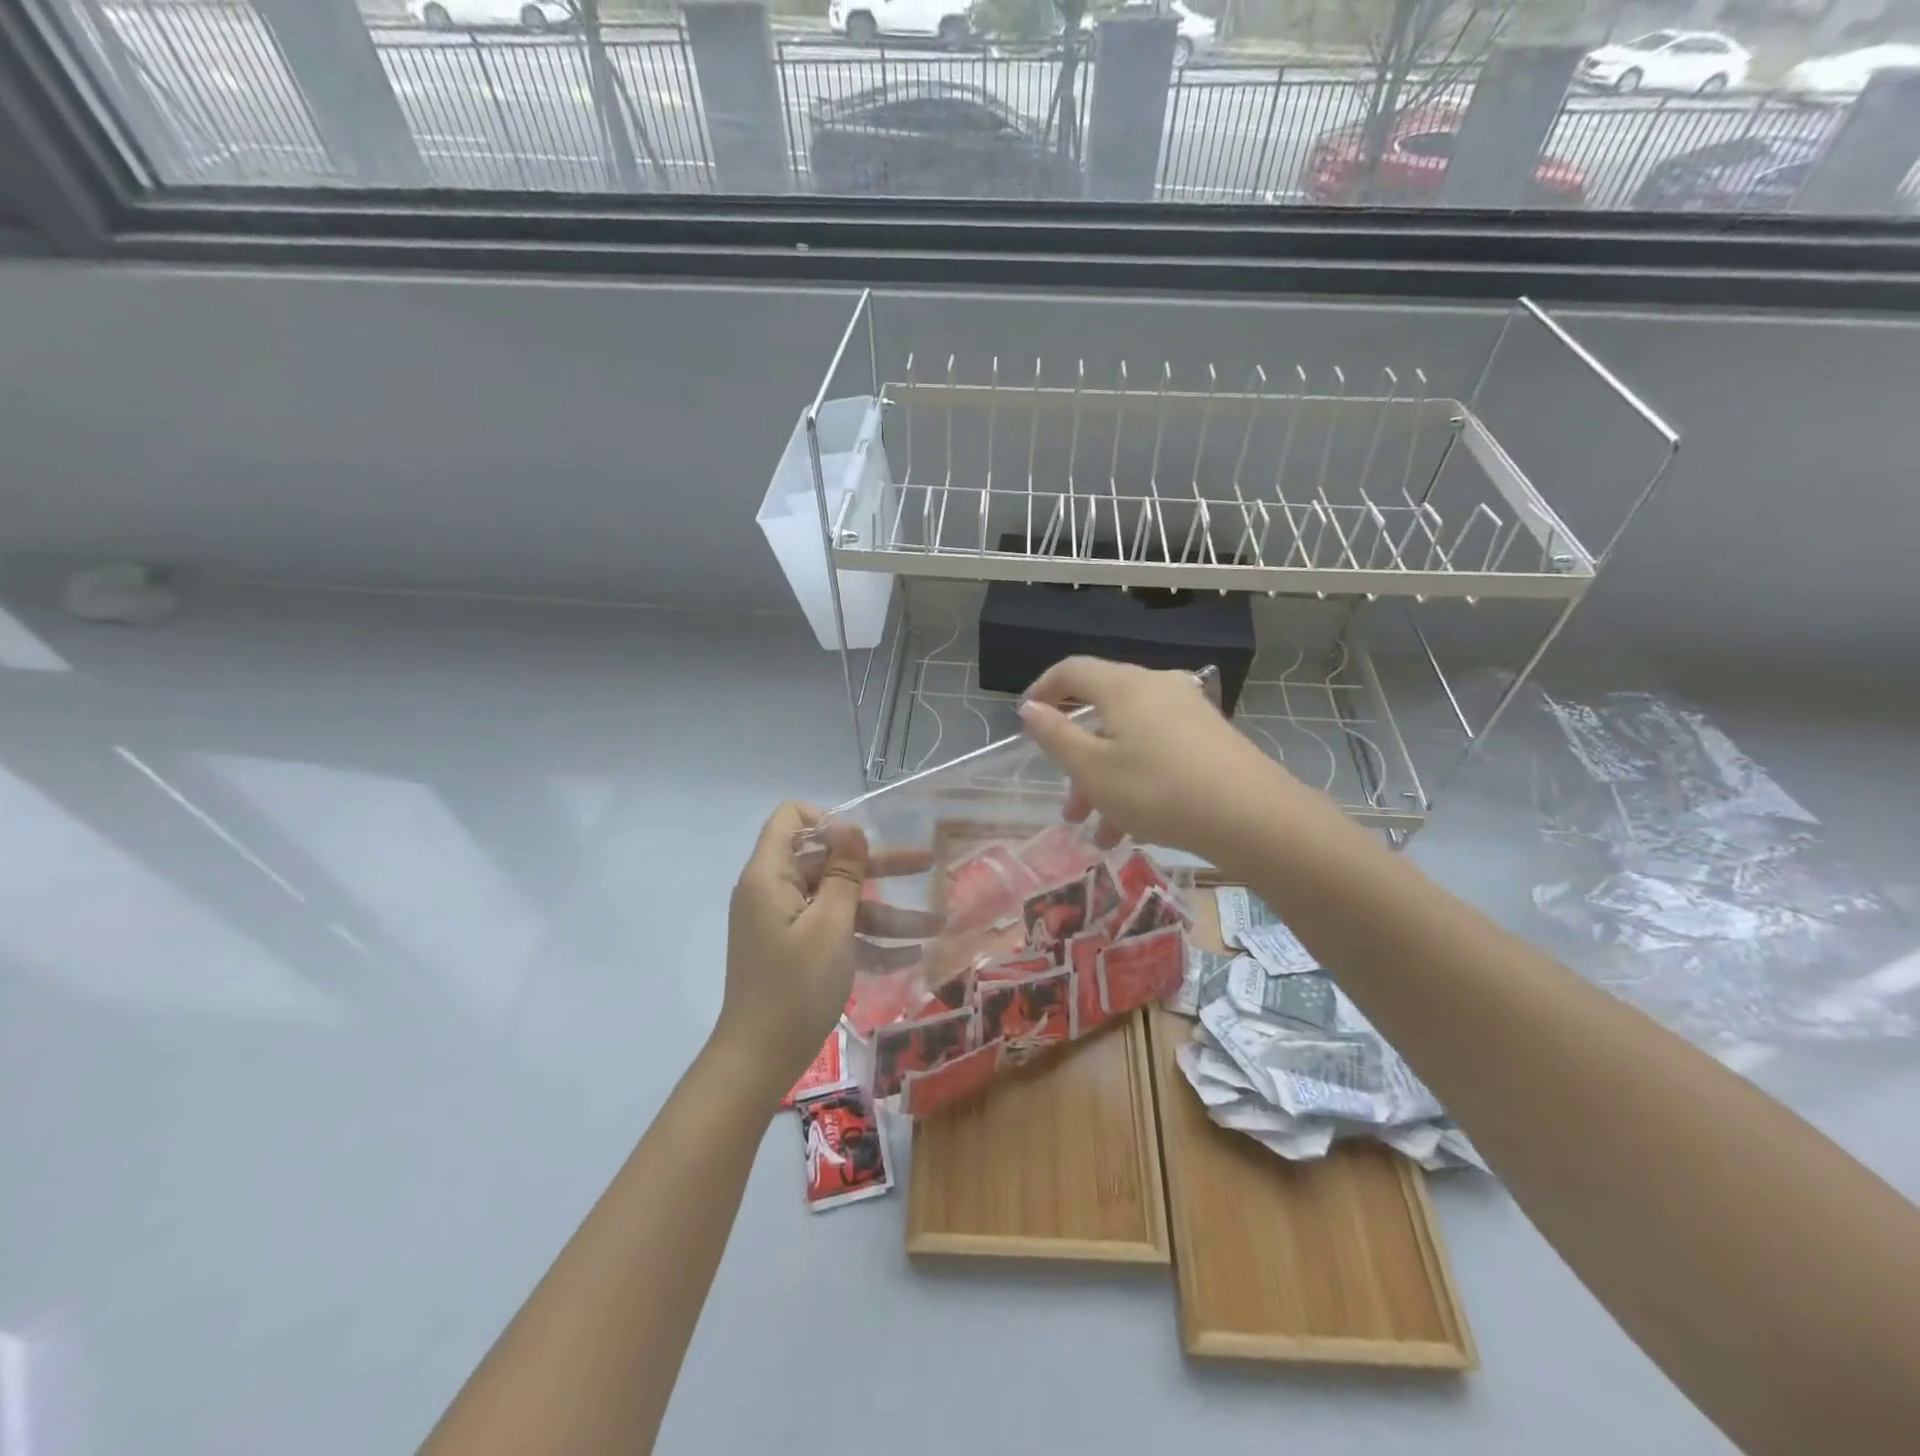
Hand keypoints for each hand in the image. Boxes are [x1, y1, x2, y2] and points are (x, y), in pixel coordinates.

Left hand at [715, 803, 937, 1100]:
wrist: (759, 1060)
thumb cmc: (796, 986)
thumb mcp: (830, 925)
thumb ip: (843, 873)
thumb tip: (849, 827)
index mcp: (770, 875)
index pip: (791, 818)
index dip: (829, 820)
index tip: (865, 842)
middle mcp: (774, 891)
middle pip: (828, 861)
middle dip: (878, 866)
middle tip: (927, 865)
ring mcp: (785, 923)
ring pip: (839, 900)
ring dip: (884, 912)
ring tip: (936, 925)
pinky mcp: (795, 950)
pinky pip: (834, 931)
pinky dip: (867, 940)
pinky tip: (910, 956)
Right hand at [1018, 657, 1303, 860]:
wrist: (1253, 816)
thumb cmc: (1158, 789)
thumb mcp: (1092, 769)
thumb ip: (1055, 736)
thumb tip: (1031, 708)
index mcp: (1123, 686)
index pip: (1071, 671)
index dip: (1042, 690)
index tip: (1025, 719)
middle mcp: (1156, 688)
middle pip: (1102, 713)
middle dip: (1077, 760)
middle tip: (1068, 804)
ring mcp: (1188, 712)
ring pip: (1130, 741)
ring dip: (1107, 782)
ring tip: (1100, 832)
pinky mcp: (1210, 739)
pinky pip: (1158, 753)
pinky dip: (1137, 782)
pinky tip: (1135, 829)